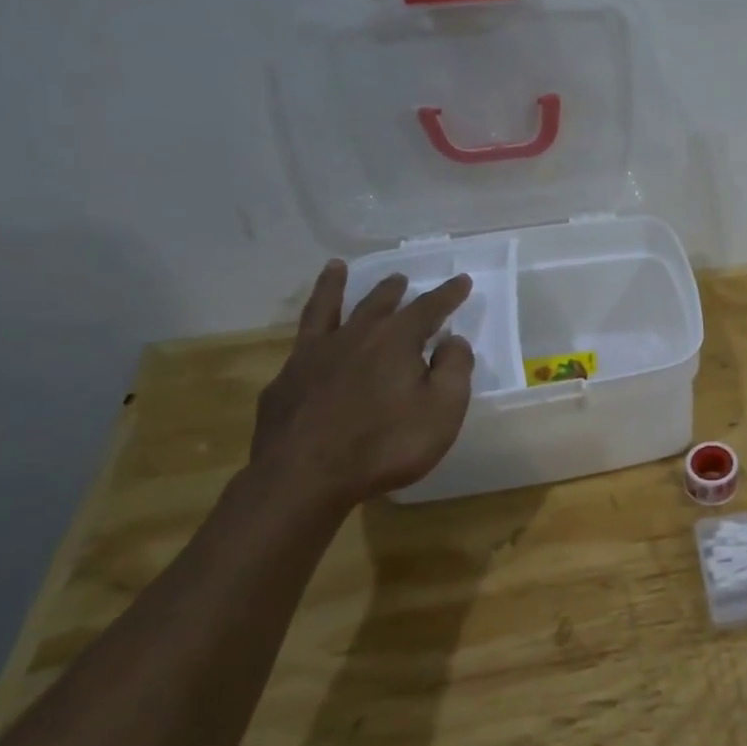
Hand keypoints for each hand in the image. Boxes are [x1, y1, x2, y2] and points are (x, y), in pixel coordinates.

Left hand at [250, 260, 476, 508]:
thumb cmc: (386, 445)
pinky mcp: (285, 382)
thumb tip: (454, 340)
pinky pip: (300, 347)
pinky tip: (309, 345)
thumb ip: (454, 370)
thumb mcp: (442, 410)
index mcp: (396, 340)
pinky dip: (309, 336)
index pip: (428, 308)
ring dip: (334, 287)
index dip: (448, 294)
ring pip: (325, 310)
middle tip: (401, 279)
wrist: (304, 478)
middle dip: (394, 290)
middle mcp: (353, 336)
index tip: (461, 280)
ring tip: (336, 268)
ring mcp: (312, 357)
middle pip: (377, 303)